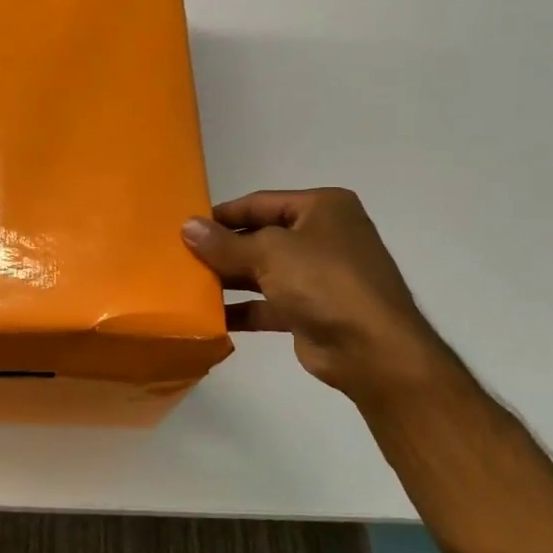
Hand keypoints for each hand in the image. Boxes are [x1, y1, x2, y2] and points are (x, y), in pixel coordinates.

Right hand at [181, 189, 449, 403]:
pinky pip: (268, 304)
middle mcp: (323, 236)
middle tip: (181, 257)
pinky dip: (242, 308)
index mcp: (322, 208)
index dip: (222, 215)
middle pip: (260, 237)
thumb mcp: (269, 253)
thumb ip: (225, 243)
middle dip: (223, 249)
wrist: (371, 350)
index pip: (260, 203)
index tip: (185, 227)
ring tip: (188, 285)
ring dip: (229, 279)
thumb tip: (186, 227)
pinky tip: (210, 316)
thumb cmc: (324, 282)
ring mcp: (319, 276)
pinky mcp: (311, 311)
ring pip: (262, 271)